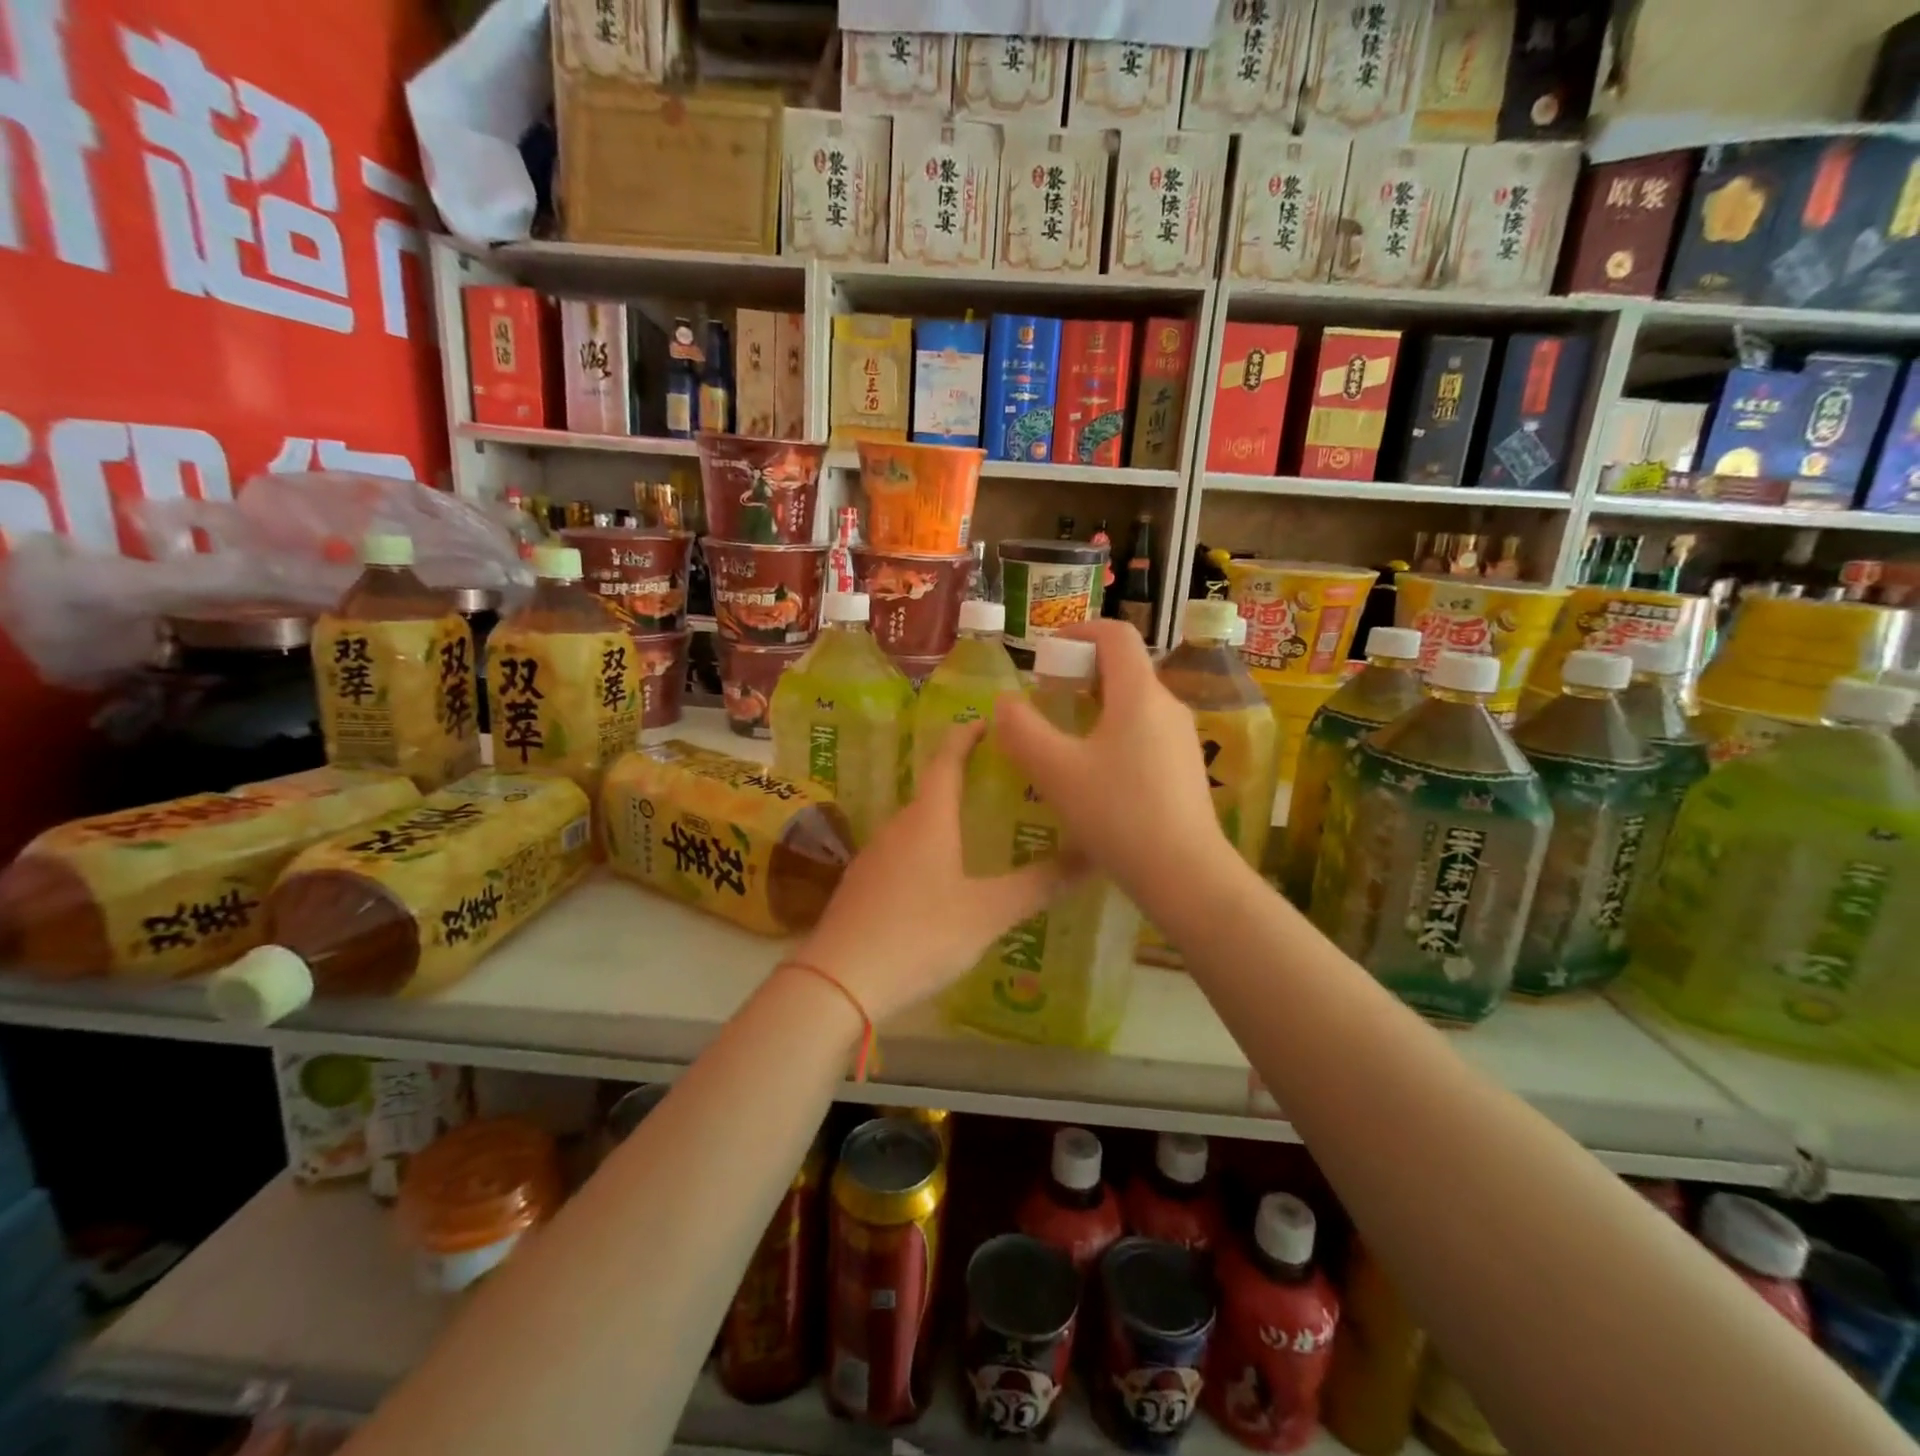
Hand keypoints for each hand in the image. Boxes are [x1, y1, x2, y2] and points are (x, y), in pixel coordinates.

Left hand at [795, 720, 1078, 1025]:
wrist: (839, 981)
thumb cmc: (919, 935)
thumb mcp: (988, 913)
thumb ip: (1039, 885)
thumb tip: (1093, 855)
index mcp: (928, 820)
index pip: (947, 760)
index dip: (967, 737)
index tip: (987, 721)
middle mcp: (897, 828)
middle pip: (932, 793)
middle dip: (963, 782)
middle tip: (1000, 785)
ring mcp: (874, 857)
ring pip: (916, 827)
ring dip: (944, 821)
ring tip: (977, 832)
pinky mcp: (861, 886)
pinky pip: (901, 855)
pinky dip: (926, 852)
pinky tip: (941, 881)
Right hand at [992, 620, 1228, 909]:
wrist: (1186, 875)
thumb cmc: (1118, 814)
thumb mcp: (1055, 771)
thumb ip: (1022, 730)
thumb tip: (1006, 703)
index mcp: (1139, 693)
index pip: (1115, 634)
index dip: (1078, 631)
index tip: (1046, 655)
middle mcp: (1167, 705)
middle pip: (1123, 667)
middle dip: (1079, 673)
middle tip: (1046, 701)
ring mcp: (1182, 738)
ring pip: (1133, 703)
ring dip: (1095, 706)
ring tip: (1063, 740)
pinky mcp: (1185, 768)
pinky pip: (1145, 732)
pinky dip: (1114, 733)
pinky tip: (1094, 775)